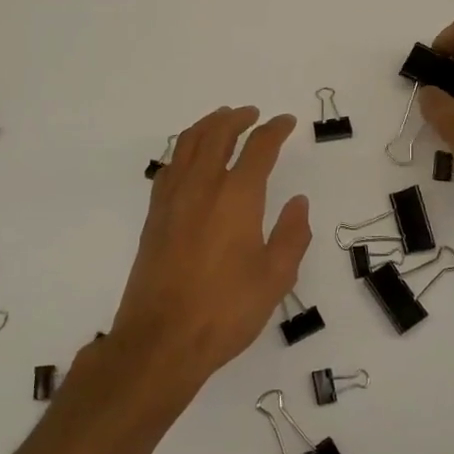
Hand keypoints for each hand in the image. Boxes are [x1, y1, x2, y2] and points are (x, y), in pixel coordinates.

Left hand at [109, 106, 311, 395]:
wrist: (162, 339)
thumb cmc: (226, 310)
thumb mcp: (275, 278)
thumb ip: (291, 235)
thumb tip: (299, 203)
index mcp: (237, 197)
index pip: (259, 148)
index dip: (275, 130)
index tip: (285, 122)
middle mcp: (202, 187)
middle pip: (217, 134)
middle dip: (237, 118)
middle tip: (252, 114)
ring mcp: (172, 199)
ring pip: (188, 144)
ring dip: (207, 126)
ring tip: (221, 121)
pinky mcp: (154, 216)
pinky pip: (169, 166)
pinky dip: (184, 150)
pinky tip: (189, 158)